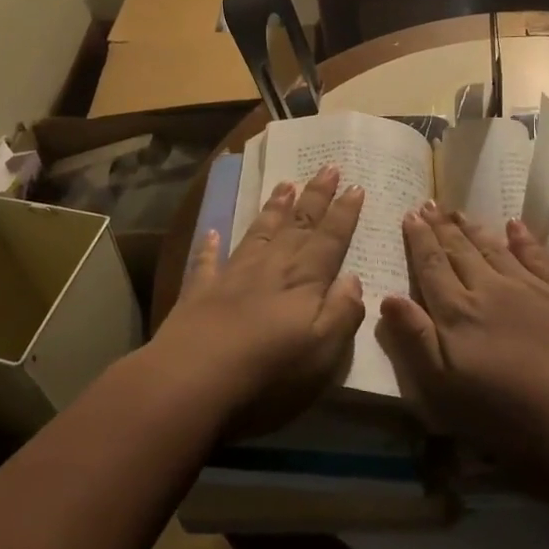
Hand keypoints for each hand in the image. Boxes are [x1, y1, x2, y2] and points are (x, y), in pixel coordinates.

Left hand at [155, 165, 365, 437]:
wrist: (192, 381)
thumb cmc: (268, 374)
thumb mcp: (323, 352)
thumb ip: (342, 312)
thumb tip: (354, 279)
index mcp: (303, 282)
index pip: (329, 240)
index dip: (344, 214)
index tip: (355, 186)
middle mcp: (270, 269)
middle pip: (297, 227)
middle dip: (315, 197)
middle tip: (328, 167)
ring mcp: (232, 277)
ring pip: (258, 234)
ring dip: (273, 209)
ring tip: (285, 185)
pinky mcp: (199, 293)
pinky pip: (206, 262)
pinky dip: (209, 246)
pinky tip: (211, 232)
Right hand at [377, 203, 548, 462]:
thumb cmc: (502, 411)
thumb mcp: (443, 388)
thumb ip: (415, 339)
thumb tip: (388, 297)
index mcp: (457, 312)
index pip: (431, 266)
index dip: (419, 240)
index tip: (410, 215)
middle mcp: (488, 289)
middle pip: (459, 251)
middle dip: (441, 227)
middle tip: (429, 203)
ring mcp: (526, 287)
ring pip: (493, 248)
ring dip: (473, 228)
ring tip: (458, 210)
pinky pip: (536, 256)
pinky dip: (523, 238)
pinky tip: (514, 225)